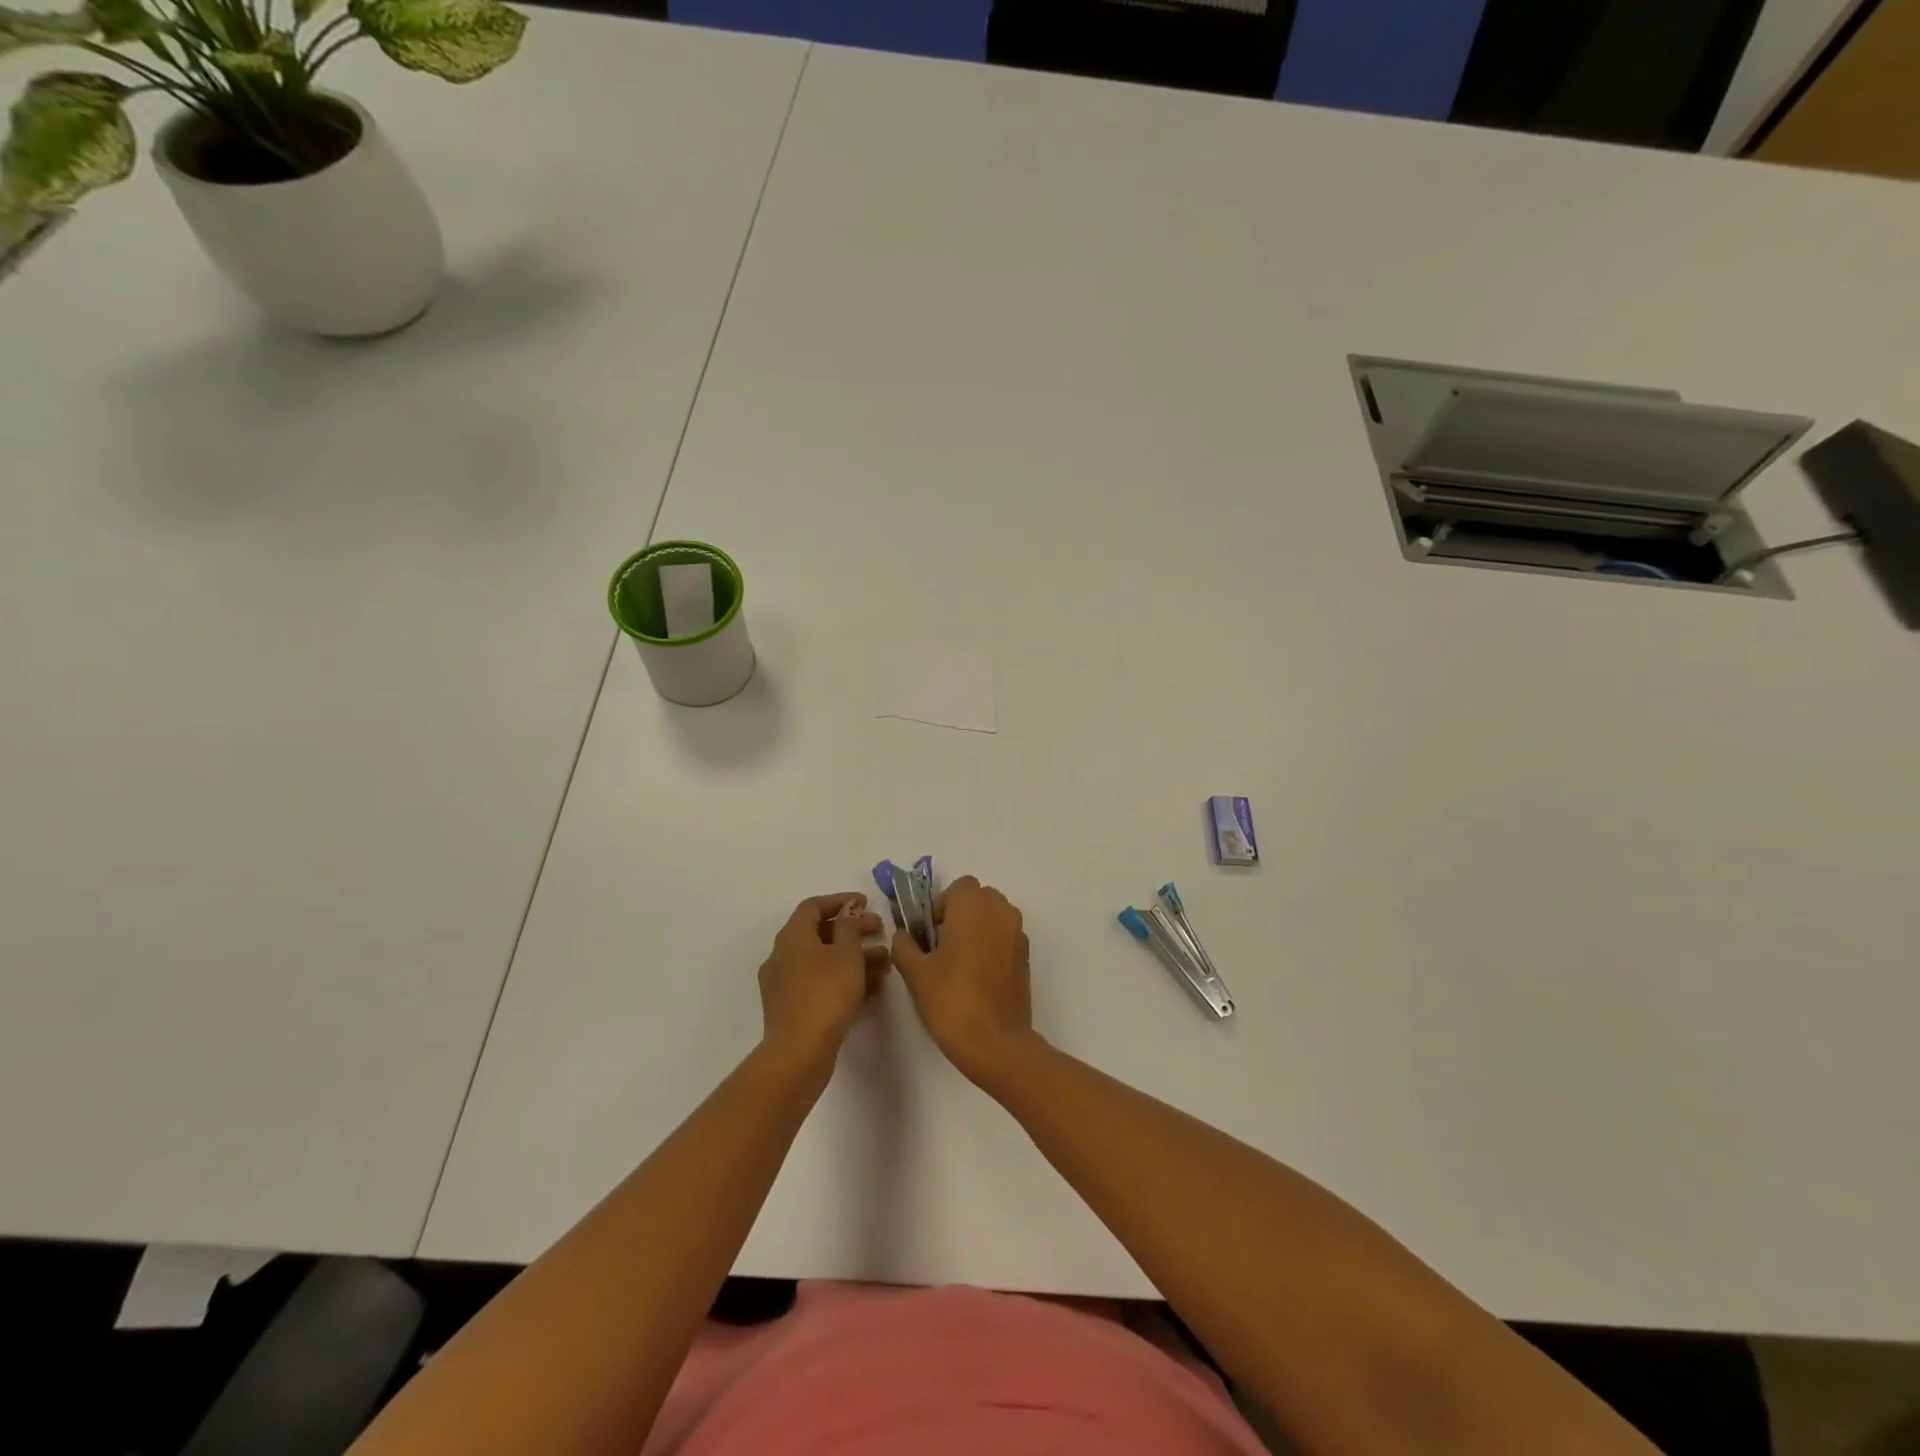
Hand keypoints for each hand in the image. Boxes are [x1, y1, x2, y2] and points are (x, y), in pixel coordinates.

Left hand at [758, 893, 887, 1076]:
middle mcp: (782, 955)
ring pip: (822, 960)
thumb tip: (847, 911)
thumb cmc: (826, 994)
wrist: (799, 1052)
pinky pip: (819, 982)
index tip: (866, 903)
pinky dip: (842, 977)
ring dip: (852, 956)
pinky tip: (870, 985)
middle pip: (818, 933)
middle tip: (880, 930)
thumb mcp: (846, 954)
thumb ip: (850, 927)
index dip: (840, 900)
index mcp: (792, 936)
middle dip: (851, 929)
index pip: (813, 906)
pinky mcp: (791, 1007)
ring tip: (884, 960)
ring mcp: (784, 984)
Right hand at [891, 876, 1038, 1088]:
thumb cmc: (951, 1001)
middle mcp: (1000, 912)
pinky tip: (978, 976)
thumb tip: (904, 934)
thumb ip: (905, 945)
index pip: (959, 887)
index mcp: (973, 907)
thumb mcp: (915, 973)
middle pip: (979, 898)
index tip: (930, 934)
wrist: (995, 1042)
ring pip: (995, 915)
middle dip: (961, 913)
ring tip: (960, 962)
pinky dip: (992, 944)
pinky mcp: (1026, 956)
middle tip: (942, 946)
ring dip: (978, 927)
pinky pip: (1006, 936)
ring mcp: (1018, 934)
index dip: (942, 905)